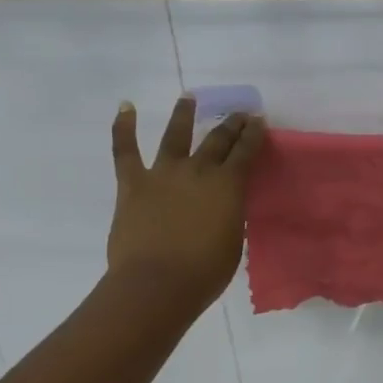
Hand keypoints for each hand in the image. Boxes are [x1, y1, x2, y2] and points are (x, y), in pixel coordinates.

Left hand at [108, 97, 265, 312]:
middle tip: (238, 113)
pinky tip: (125, 107)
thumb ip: (230, 215)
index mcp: (228, 185)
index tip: (258, 120)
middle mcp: (198, 171)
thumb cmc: (205, 272)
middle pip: (217, 139)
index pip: (245, 152)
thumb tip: (225, 205)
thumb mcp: (233, 241)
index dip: (254, 134)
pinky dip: (123, 127)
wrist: (157, 284)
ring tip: (188, 98)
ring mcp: (163, 174)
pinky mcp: (133, 184)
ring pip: (175, 135)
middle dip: (231, 124)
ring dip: (184, 114)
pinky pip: (125, 151)